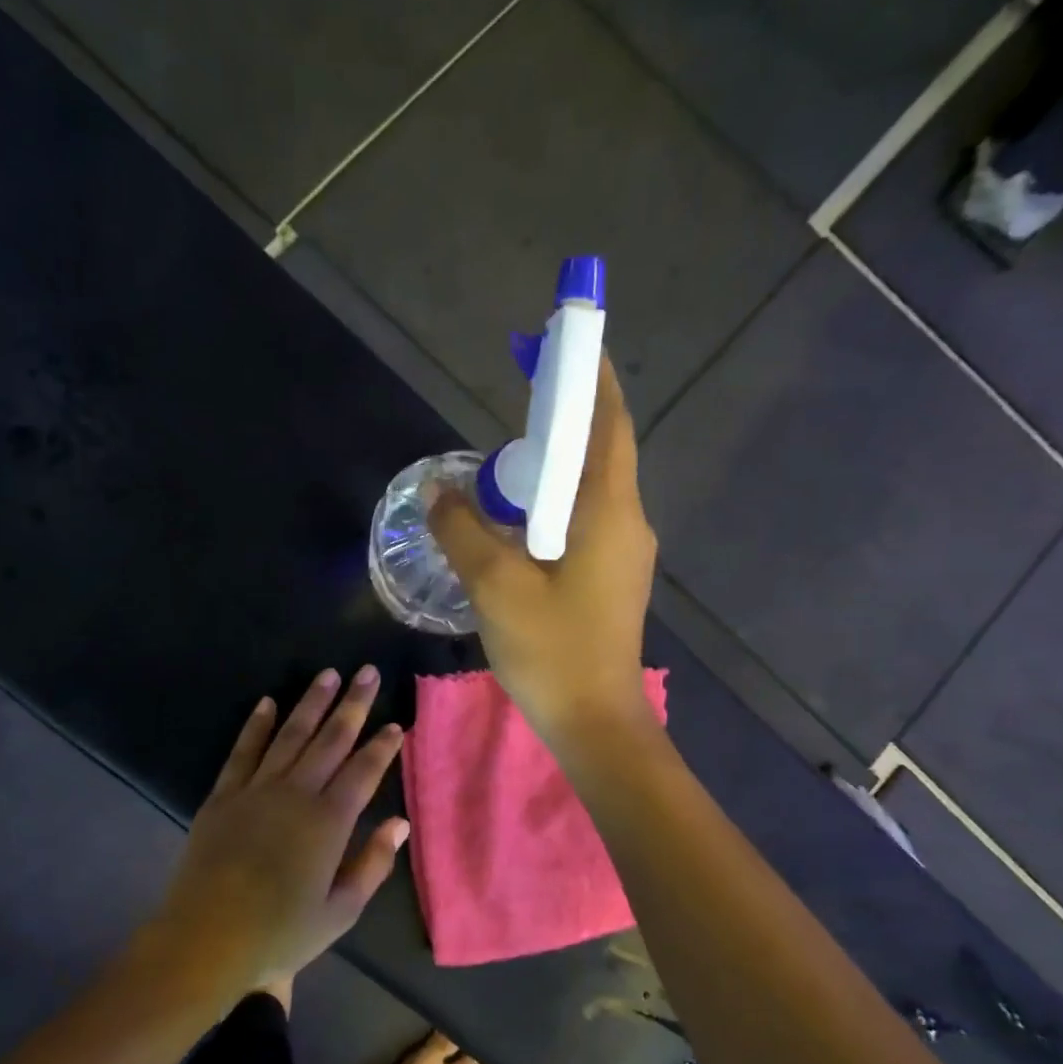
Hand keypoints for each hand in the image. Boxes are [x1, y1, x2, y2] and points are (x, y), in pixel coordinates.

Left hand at [149, 668, 407, 992]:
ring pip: (290, 735)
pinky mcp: (223, 795)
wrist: (205, 940)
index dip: (382, 746)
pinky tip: (267, 702)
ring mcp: (256, 790)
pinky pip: (243, 751)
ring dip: (311, 703)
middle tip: (368, 672)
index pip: (363, 771)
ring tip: (328, 675)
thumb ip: (373, 863)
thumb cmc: (279, 933)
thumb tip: (400, 822)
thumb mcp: (340, 912)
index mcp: (329, 822)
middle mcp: (296, 794)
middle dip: (352, 705)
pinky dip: (256, 725)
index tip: (396, 723)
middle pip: (330, 740)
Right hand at [429, 353, 656, 744]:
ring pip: (587, 491)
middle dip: (565, 417)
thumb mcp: (495, 586)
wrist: (594, 723)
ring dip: (553, 466)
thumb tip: (435, 490)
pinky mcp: (609, 580)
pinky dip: (551, 504)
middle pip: (599, 452)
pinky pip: (581, 522)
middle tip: (521, 396)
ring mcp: (622, 554)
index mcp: (609, 512)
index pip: (607, 425)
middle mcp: (627, 523)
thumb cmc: (551, 650)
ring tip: (507, 457)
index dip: (590, 378)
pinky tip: (515, 517)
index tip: (568, 340)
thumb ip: (462, 530)